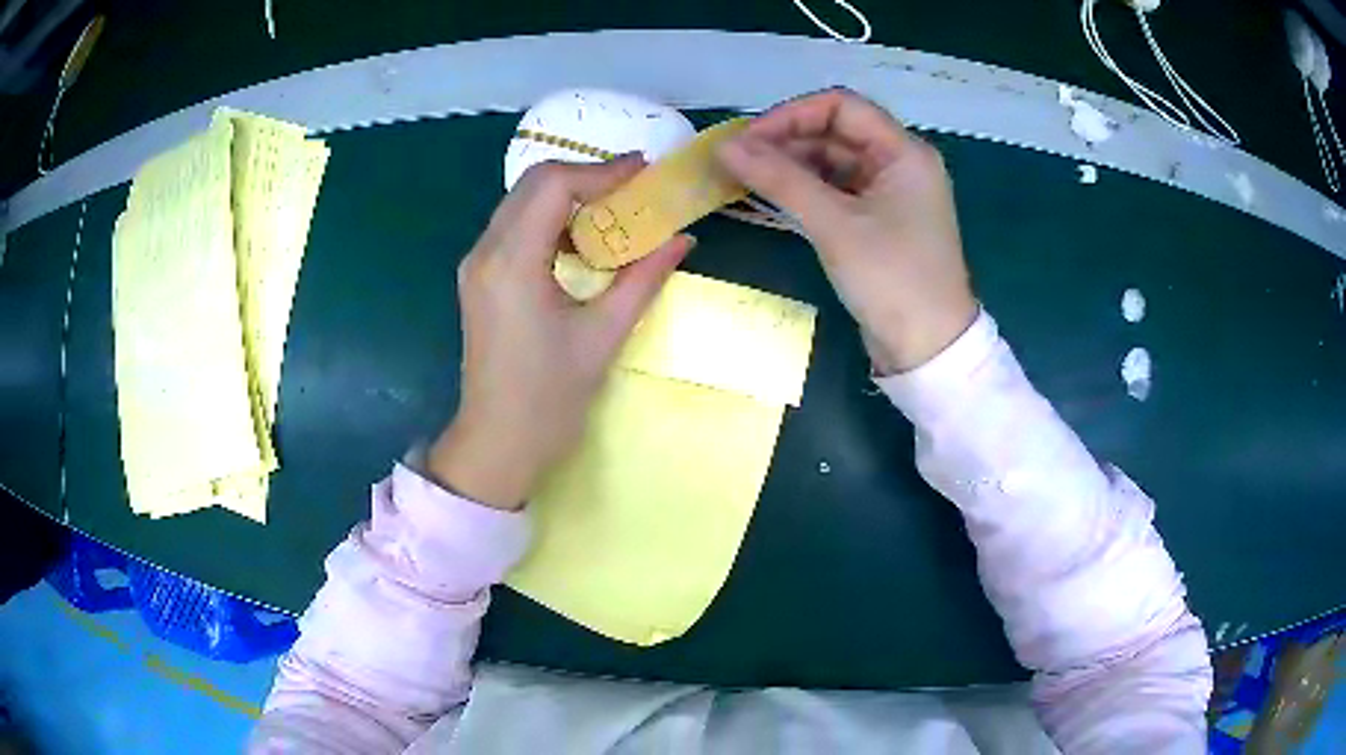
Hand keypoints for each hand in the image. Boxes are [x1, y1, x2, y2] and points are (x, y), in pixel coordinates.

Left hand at [429, 157, 693, 510]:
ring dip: (569, 197)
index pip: (553, 185)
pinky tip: (584, 241)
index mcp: (512, 263)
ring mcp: (476, 264)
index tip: (644, 173)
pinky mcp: (480, 278)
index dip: (602, 171)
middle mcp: (485, 252)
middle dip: (586, 177)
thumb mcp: (604, 336)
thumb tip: (682, 240)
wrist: (498, 444)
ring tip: (616, 210)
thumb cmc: (549, 399)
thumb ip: (643, 279)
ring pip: (522, 202)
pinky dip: (552, 220)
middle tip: (634, 187)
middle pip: (533, 184)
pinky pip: (516, 228)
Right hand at [717, 88, 977, 373]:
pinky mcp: (880, 219)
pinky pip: (838, 189)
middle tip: (738, 160)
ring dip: (792, 164)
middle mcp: (900, 163)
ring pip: (834, 161)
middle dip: (787, 140)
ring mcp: (891, 192)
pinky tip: (774, 195)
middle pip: (836, 132)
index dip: (792, 115)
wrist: (928, 349)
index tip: (748, 139)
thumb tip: (725, 146)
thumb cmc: (891, 279)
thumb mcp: (835, 225)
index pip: (842, 106)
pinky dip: (806, 189)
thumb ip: (780, 179)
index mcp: (904, 152)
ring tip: (747, 176)